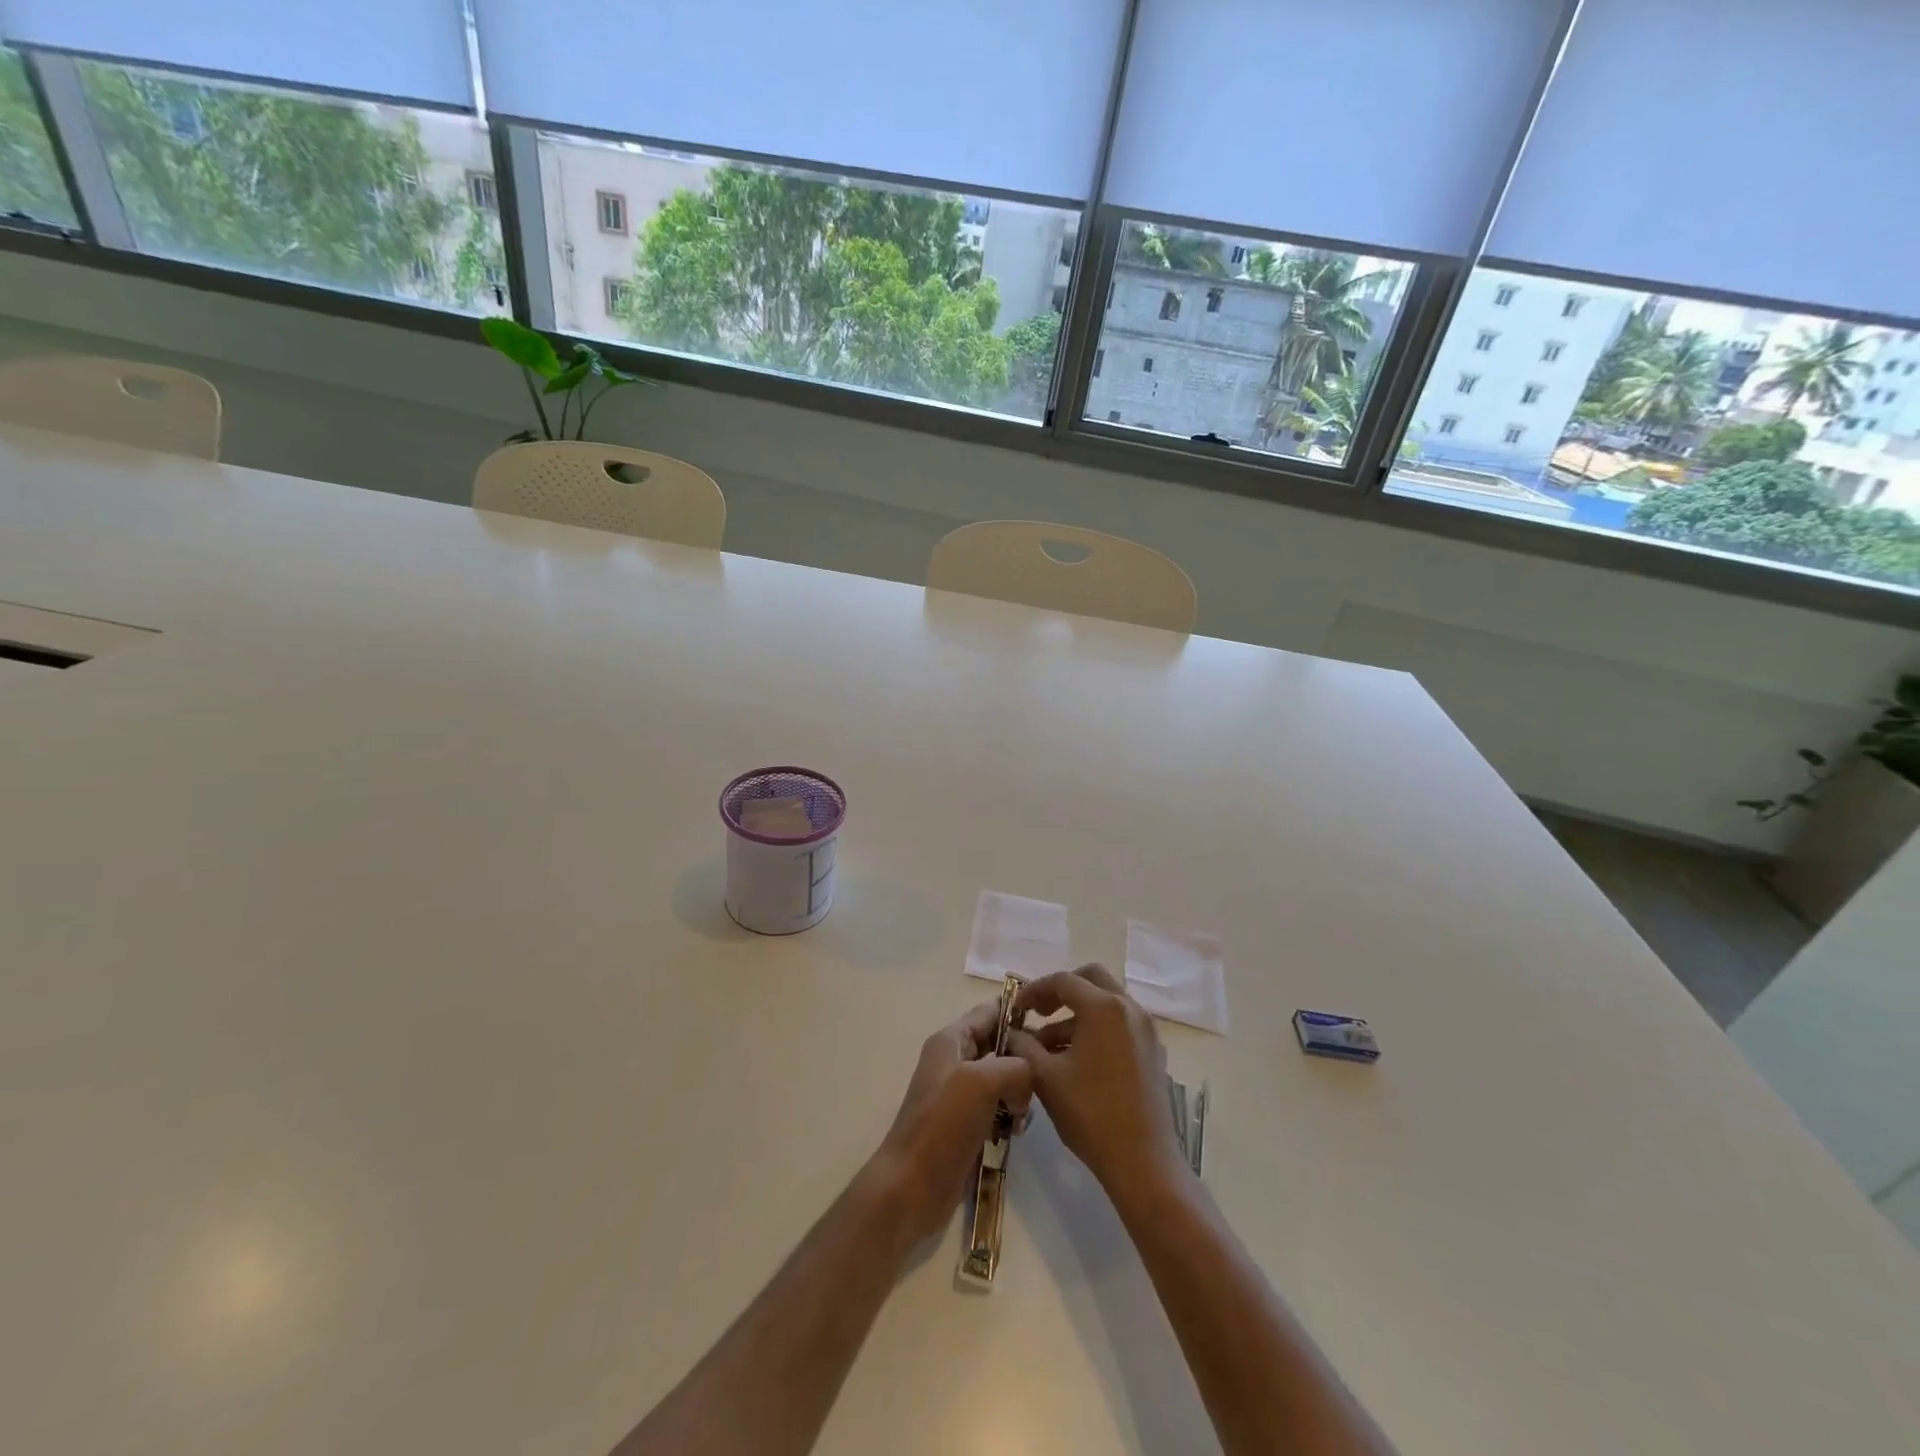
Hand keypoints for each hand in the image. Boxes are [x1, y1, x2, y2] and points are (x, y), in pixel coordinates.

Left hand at [866, 1002, 1032, 1245]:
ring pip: (1004, 1078)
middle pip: (1000, 1044)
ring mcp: (960, 1094)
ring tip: (1024, 1115)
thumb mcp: (981, 1081)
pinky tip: (1017, 1132)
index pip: (990, 1011)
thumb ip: (1015, 1066)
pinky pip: (999, 1107)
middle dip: (1024, 1057)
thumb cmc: (942, 1126)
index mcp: (951, 1040)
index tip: (1053, 1024)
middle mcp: (954, 1061)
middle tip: (1046, 1078)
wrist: (911, 1188)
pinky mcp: (967, 1124)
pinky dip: (1012, 1115)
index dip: (1019, 1012)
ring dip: (1020, 1092)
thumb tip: (1027, 1081)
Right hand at [1008, 964, 1185, 1193]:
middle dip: (1060, 992)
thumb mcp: (1046, 1077)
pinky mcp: (1152, 1051)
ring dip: (1076, 1014)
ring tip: (1048, 1046)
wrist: (1143, 1162)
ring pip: (1106, 1003)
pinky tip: (1075, 1059)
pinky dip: (1096, 1029)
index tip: (1015, 1008)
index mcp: (1103, 1007)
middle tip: (1037, 1013)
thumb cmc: (1091, 1113)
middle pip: (1090, 980)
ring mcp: (1145, 1030)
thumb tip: (1011, 1032)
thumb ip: (1023, 1046)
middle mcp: (1129, 1009)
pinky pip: (1119, 1024)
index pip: (1063, 981)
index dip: (1034, 990)